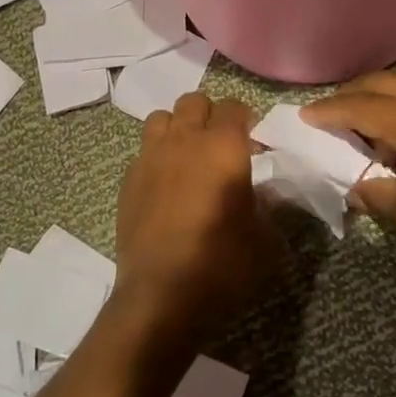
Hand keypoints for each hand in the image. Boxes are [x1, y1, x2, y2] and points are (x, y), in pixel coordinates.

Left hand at [114, 93, 283, 339]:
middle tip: (221, 144)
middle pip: (194, 101)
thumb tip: (263, 192)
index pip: (234, 107)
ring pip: (162, 117)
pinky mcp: (128, 178)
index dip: (246, 119)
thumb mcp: (264, 239)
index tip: (253, 142)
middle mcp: (184, 140)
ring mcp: (150, 156)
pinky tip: (165, 185)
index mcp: (223, 147)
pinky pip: (144, 150)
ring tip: (188, 156)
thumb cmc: (221, 265)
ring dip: (178, 128)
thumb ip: (267, 205)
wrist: (161, 295)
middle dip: (210, 115)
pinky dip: (157, 156)